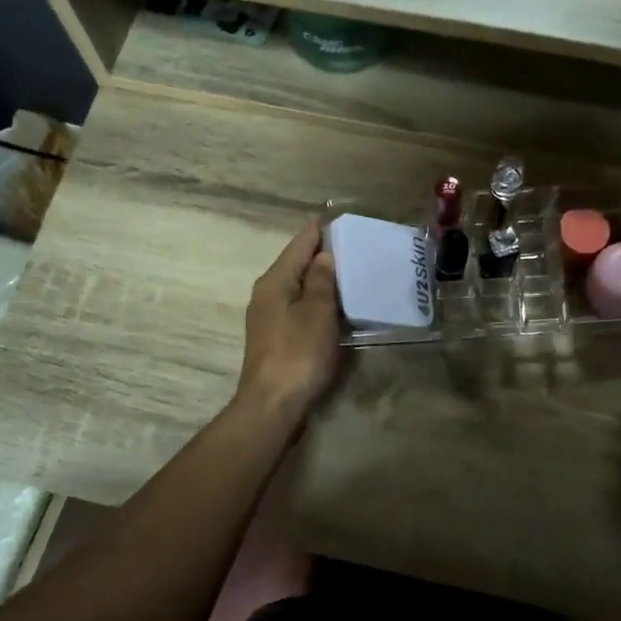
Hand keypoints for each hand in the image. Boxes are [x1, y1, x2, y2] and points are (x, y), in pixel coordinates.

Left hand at [236, 217, 341, 426]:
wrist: (272, 404)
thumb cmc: (298, 353)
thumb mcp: (317, 312)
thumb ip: (321, 281)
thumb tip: (323, 256)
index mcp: (274, 281)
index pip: (299, 244)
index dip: (319, 229)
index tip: (339, 216)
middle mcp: (266, 293)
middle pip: (296, 263)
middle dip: (322, 253)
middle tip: (354, 243)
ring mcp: (268, 317)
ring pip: (297, 286)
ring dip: (320, 278)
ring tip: (351, 270)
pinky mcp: (275, 337)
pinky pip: (298, 307)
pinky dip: (316, 300)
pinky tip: (335, 304)